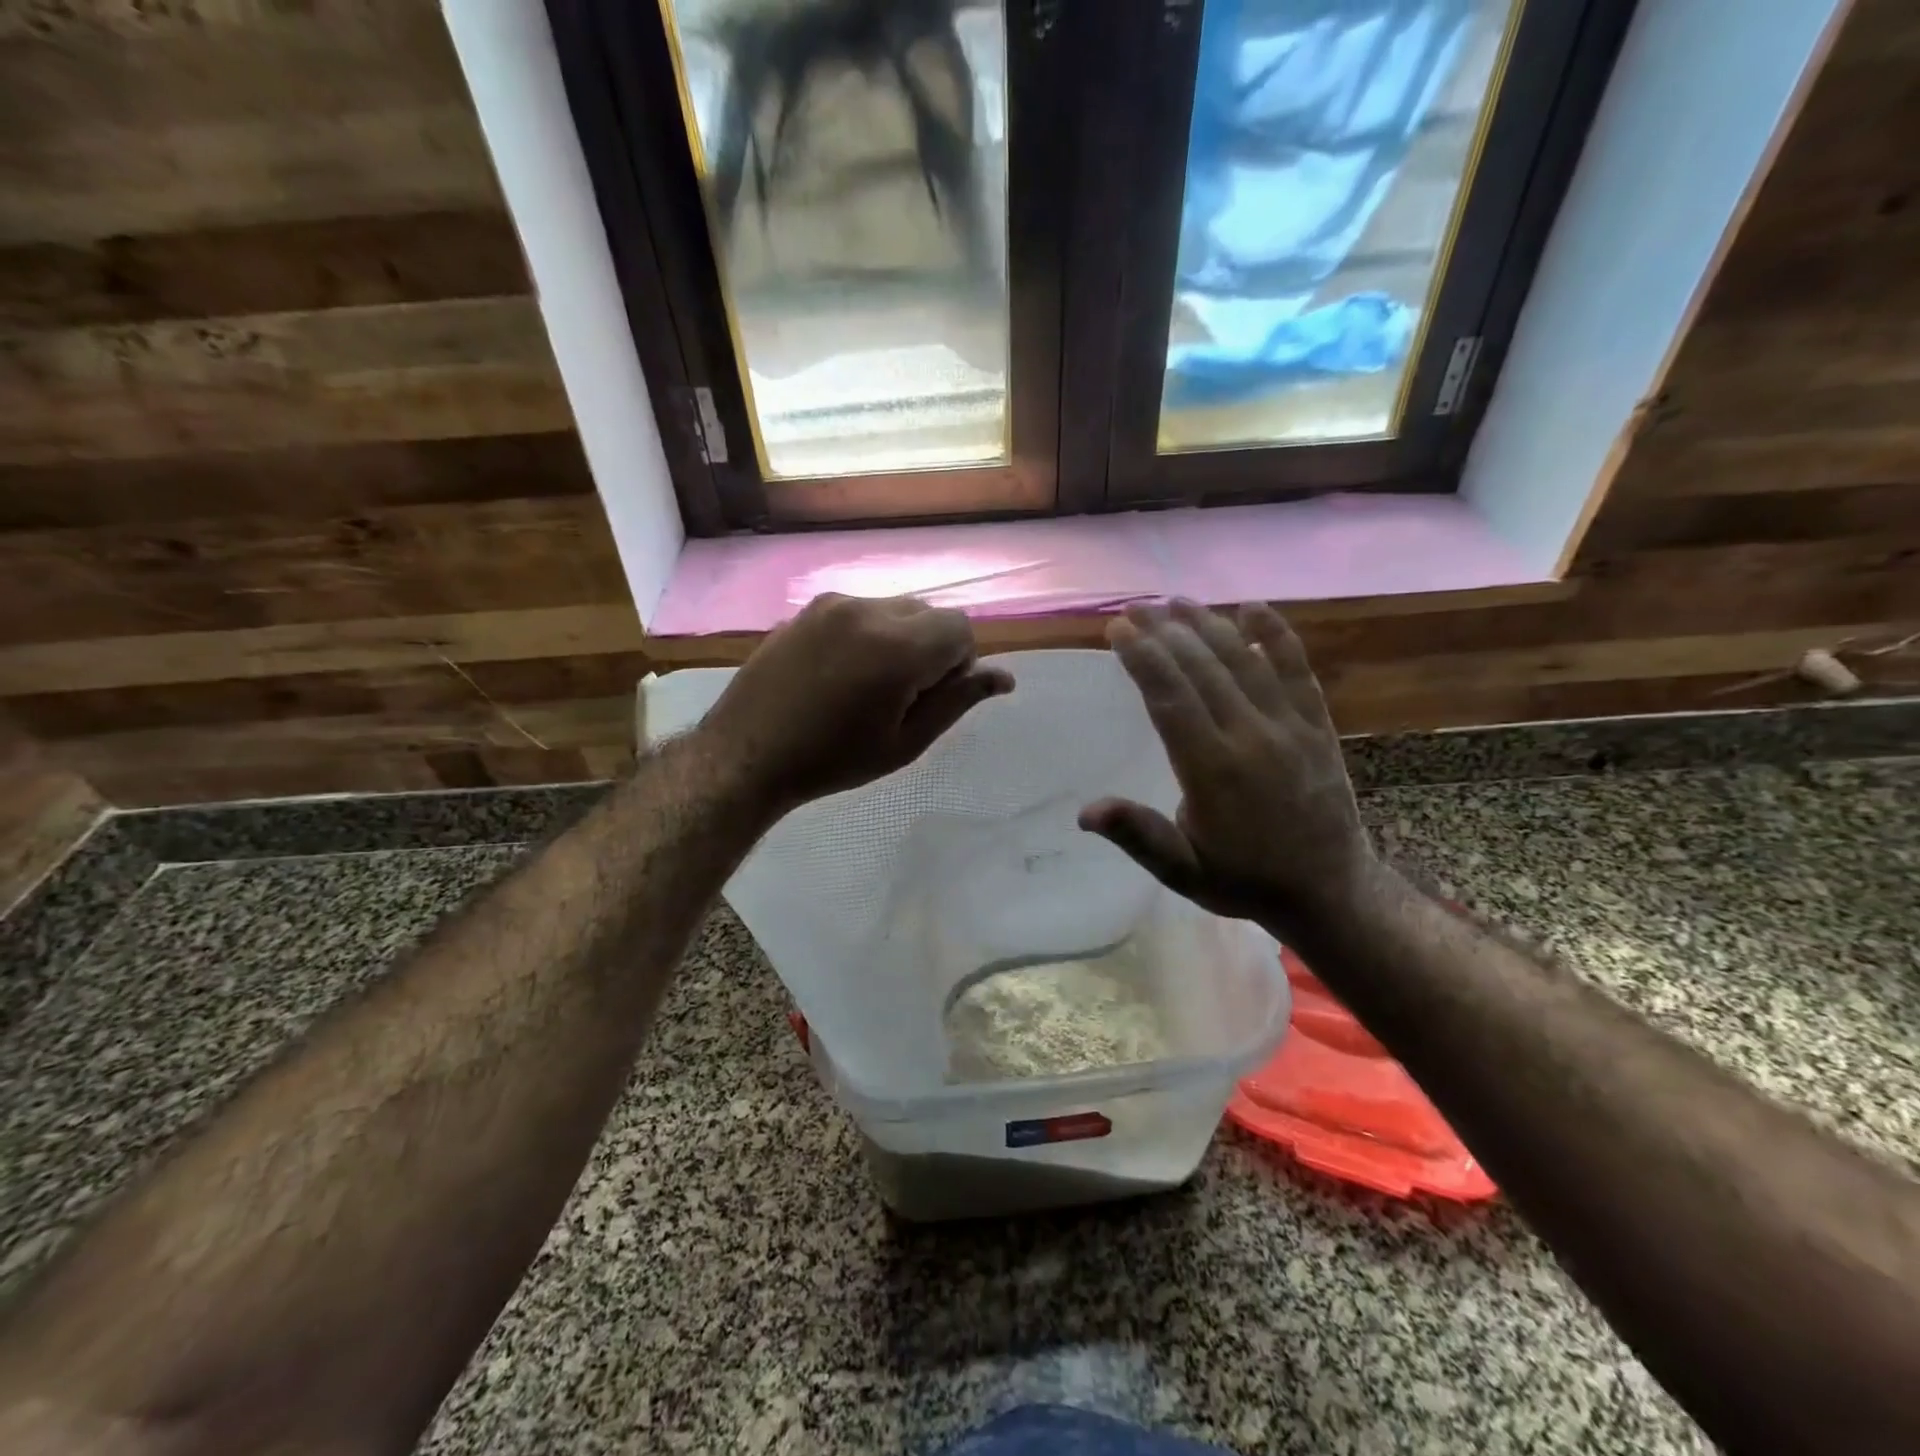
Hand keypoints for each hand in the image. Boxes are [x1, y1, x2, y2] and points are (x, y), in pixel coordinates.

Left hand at [700, 593, 1012, 817]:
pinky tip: (839, 672)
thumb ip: (957, 702)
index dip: (958, 663)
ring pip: (895, 609)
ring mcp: (833, 604)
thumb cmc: (833, 760)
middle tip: (902, 696)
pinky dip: (868, 633)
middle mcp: (868, 610)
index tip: (930, 698)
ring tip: (867, 684)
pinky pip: (860, 610)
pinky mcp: (808, 608)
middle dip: (931, 648)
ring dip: (900, 638)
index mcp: (898, 647)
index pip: (961, 628)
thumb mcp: (905, 743)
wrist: (746, 754)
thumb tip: (1004, 678)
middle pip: (929, 613)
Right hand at [1079, 600, 1378, 935]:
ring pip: (1243, 661)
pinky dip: (1276, 636)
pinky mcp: (1317, 725)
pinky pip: (1298, 670)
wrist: (1328, 891)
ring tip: (1176, 601)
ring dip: (1208, 625)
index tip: (1117, 629)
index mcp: (1212, 770)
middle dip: (1164, 632)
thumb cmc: (1243, 879)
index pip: (1170, 698)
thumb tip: (1086, 812)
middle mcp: (1251, 737)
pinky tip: (1252, 608)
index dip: (1143, 659)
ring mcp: (1290, 727)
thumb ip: (1138, 835)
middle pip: (1202, 669)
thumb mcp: (1182, 871)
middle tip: (1134, 606)